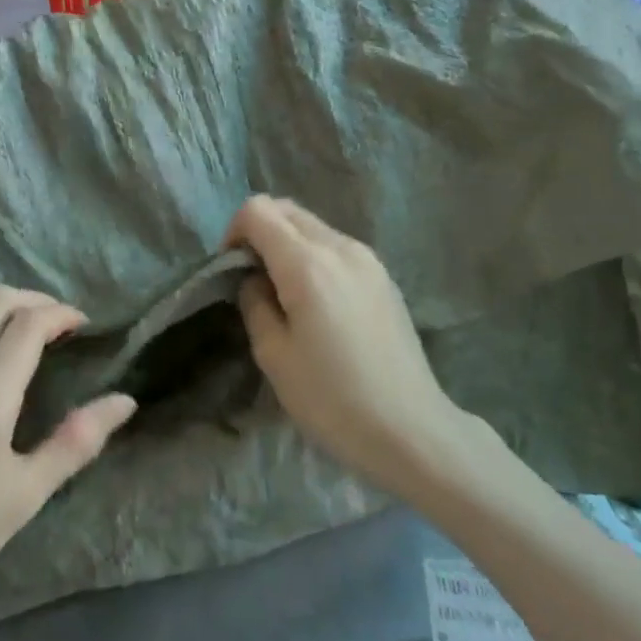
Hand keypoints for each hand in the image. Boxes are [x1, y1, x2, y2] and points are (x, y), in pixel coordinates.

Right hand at [226, 196, 482, 494]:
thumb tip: (255, 279)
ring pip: (313, 227)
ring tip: (283, 294)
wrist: (410, 430)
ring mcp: (369, 260)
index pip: (258, 210)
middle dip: (259, 232)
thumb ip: (255, 302)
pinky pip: (336, 248)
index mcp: (308, 263)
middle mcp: (341, 248)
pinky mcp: (384, 278)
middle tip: (251, 279)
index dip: (233, 232)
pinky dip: (313, 257)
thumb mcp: (273, 355)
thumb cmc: (332, 398)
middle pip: (287, 210)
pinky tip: (316, 303)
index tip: (230, 272)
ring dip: (287, 244)